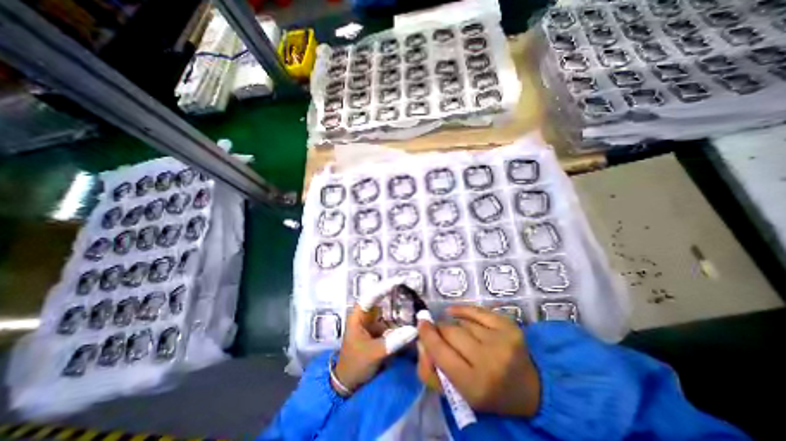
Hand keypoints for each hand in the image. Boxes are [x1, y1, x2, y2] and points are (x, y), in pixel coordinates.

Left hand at [331, 280, 416, 396]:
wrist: (349, 384)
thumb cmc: (355, 365)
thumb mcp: (373, 353)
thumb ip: (393, 342)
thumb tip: (414, 329)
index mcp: (358, 316)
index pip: (371, 295)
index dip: (385, 286)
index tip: (400, 281)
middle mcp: (366, 315)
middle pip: (381, 299)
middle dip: (395, 293)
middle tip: (411, 289)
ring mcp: (373, 323)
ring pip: (388, 310)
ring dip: (400, 307)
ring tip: (415, 303)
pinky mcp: (379, 332)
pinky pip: (392, 322)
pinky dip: (401, 321)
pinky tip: (412, 320)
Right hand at [417, 305, 541, 418]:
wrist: (529, 389)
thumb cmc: (488, 393)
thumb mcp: (457, 394)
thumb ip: (431, 372)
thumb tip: (421, 343)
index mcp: (474, 385)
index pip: (440, 352)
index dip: (427, 336)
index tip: (421, 325)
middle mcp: (489, 361)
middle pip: (450, 331)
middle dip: (440, 330)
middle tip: (439, 333)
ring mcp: (501, 340)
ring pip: (462, 322)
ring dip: (455, 325)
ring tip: (460, 335)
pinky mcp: (508, 326)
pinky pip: (476, 310)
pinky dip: (463, 310)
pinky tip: (455, 312)